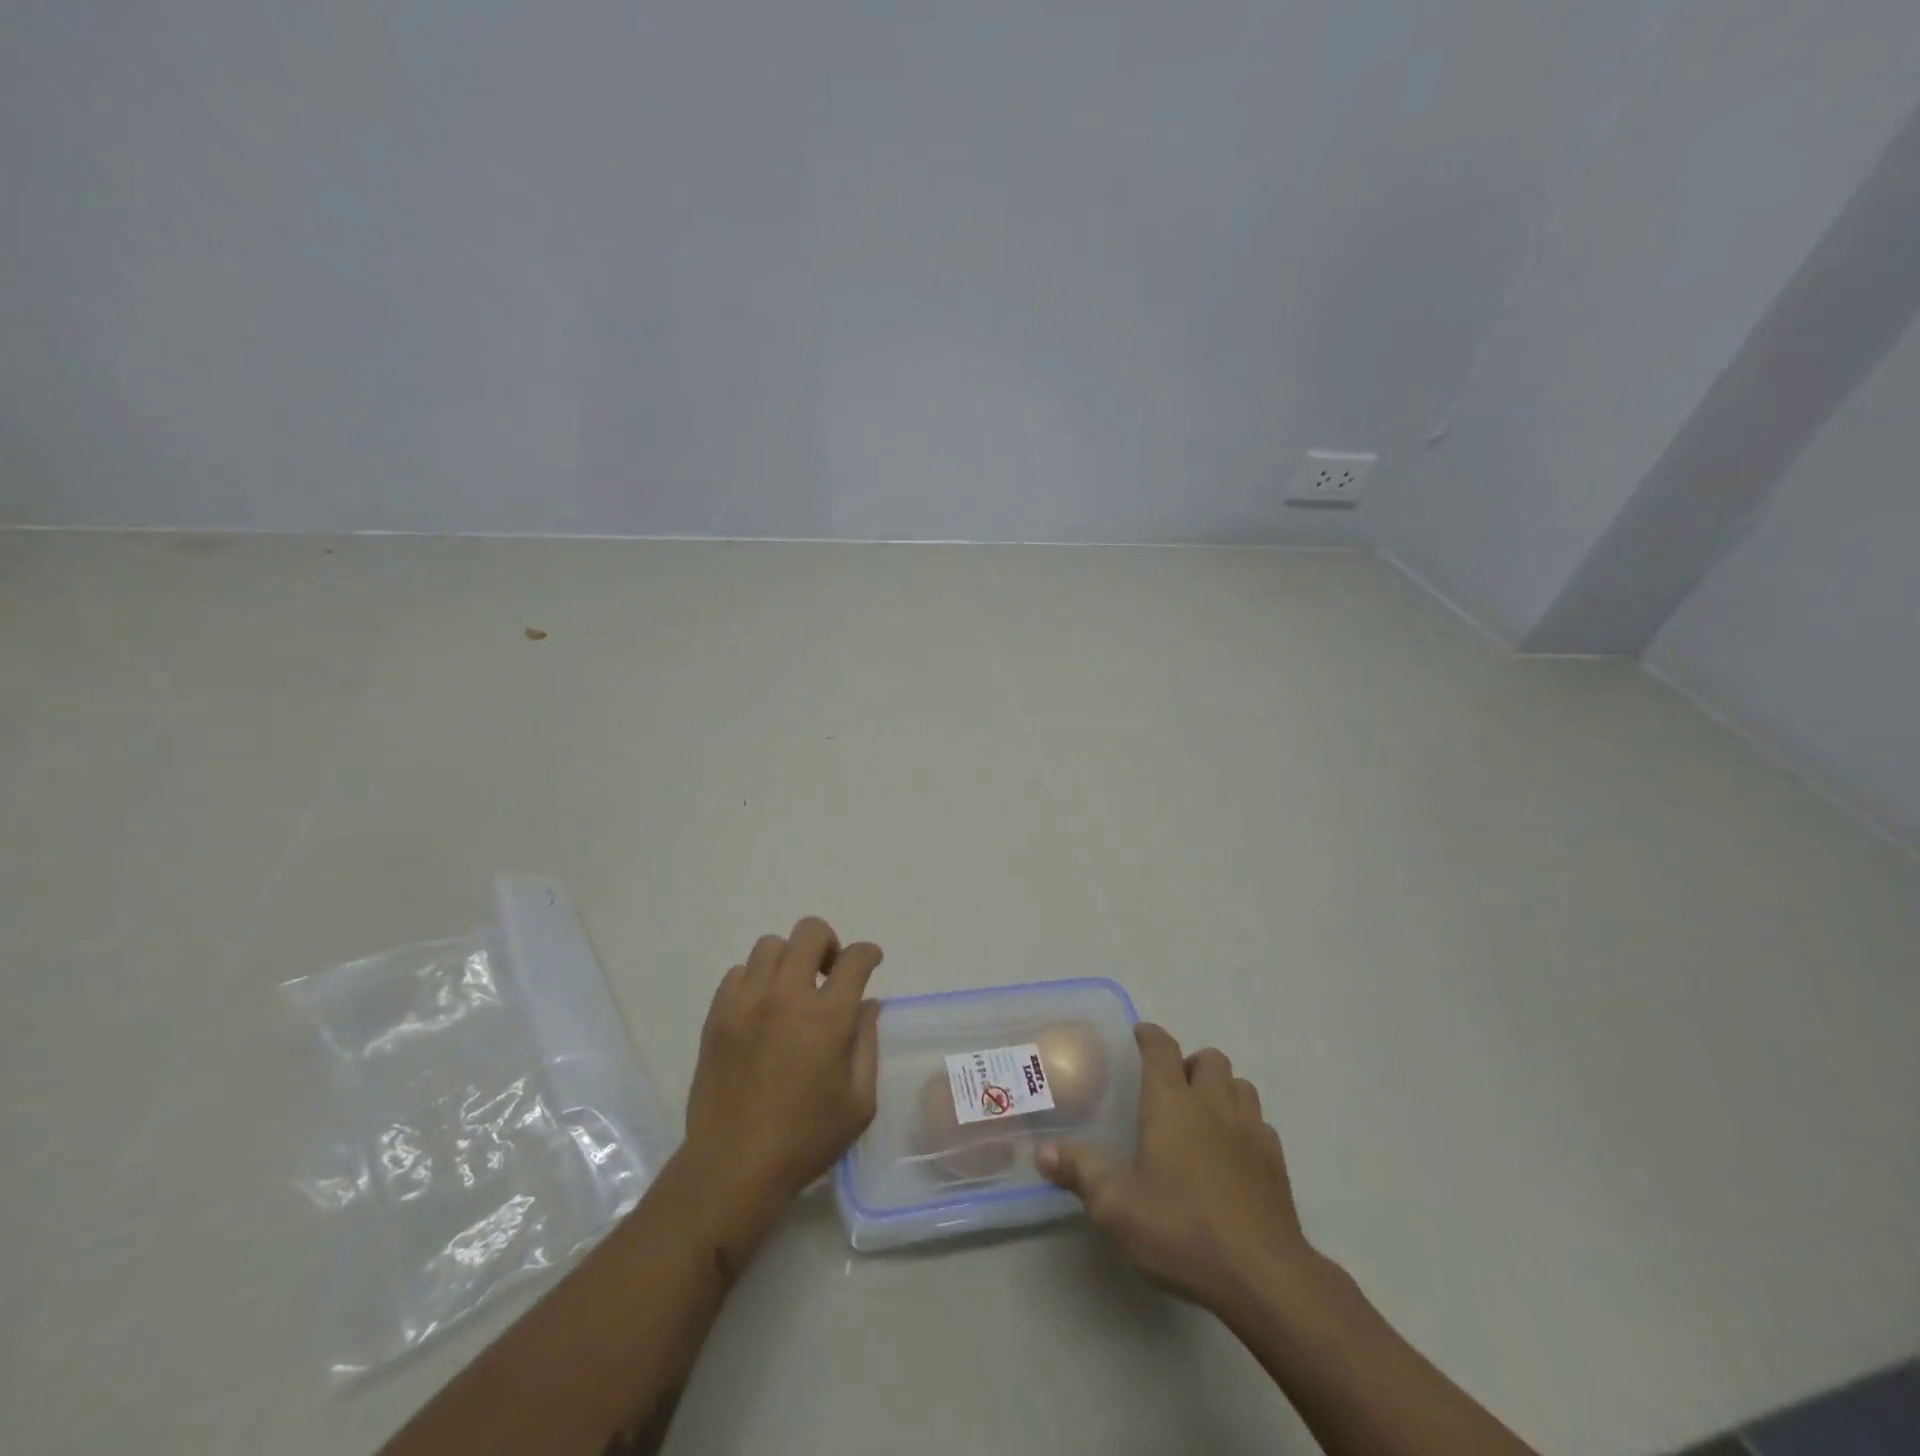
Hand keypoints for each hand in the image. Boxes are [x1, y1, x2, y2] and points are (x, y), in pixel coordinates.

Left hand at [683, 917, 882, 1216]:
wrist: (732, 1166)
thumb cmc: (805, 1139)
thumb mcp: (859, 1102)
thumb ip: (868, 1044)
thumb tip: (868, 1005)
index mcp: (827, 1016)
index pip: (855, 958)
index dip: (868, 954)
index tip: (870, 962)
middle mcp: (787, 996)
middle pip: (809, 932)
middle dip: (828, 943)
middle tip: (829, 973)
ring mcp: (746, 1002)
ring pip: (770, 945)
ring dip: (790, 959)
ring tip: (792, 990)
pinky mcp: (717, 1015)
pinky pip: (738, 972)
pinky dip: (756, 979)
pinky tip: (762, 1008)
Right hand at [1038, 1023, 1315, 1315]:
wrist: (1263, 1276)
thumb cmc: (1182, 1230)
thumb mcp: (1116, 1207)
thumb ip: (1080, 1172)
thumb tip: (1043, 1151)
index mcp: (1172, 1102)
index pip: (1162, 1048)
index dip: (1149, 1036)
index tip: (1139, 1036)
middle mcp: (1213, 1104)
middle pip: (1209, 1059)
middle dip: (1190, 1063)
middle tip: (1171, 1089)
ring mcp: (1250, 1130)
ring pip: (1240, 1085)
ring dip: (1222, 1089)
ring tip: (1203, 1115)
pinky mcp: (1276, 1162)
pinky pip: (1260, 1124)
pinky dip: (1245, 1126)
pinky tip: (1233, 1154)